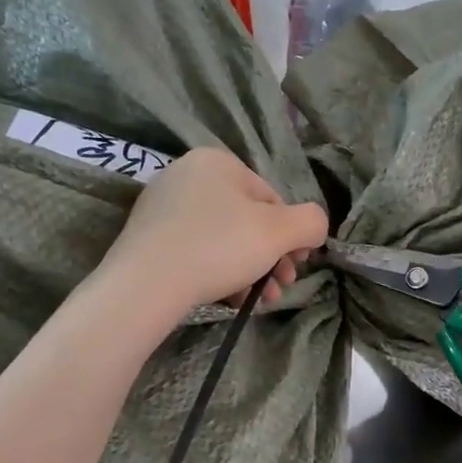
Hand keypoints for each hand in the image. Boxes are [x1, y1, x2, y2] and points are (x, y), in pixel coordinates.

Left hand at [96, 149, 329, 321]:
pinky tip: (229, 299)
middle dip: (271, 258)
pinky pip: (196, 251)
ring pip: (223, 239)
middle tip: (280, 288)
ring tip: (259, 301)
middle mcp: (187, 174)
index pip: (272, 199)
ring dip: (250, 271)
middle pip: (247, 220)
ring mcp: (163, 206)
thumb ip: (311, 222)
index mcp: (218, 161)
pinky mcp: (148, 236)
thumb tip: (314, 228)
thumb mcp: (280, 233)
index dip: (291, 236)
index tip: (296, 266)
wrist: (146, 284)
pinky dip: (218, 273)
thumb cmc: (219, 248)